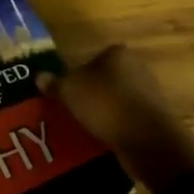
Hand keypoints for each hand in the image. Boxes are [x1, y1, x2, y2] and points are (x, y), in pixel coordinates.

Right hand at [43, 45, 193, 187]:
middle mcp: (137, 67)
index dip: (77, 74)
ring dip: (102, 111)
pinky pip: (126, 118)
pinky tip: (102, 136)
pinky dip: (115, 125)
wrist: (147, 140)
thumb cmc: (105, 104)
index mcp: (117, 53)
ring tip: (83, 125)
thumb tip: (39, 76)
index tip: (66, 91)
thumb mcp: (69, 91)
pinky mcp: (154, 117)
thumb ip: (54, 83)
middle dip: (90, 93)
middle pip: (105, 78)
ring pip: (116, 99)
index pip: (92, 58)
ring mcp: (149, 93)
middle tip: (71, 108)